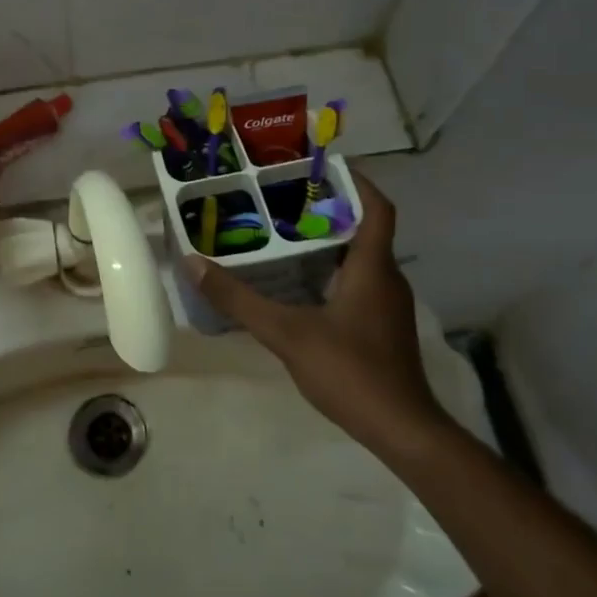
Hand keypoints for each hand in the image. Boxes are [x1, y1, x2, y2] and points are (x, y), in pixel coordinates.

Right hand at [182, 174, 453, 459]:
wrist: (402, 431)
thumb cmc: (351, 371)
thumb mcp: (286, 333)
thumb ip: (239, 299)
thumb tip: (194, 264)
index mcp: (372, 267)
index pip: (377, 208)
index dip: (355, 181)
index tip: (321, 165)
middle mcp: (386, 278)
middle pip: (363, 228)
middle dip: (328, 208)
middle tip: (283, 198)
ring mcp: (387, 305)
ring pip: (359, 257)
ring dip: (327, 241)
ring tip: (282, 233)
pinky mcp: (382, 327)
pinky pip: (357, 281)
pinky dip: (330, 271)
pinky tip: (297, 283)